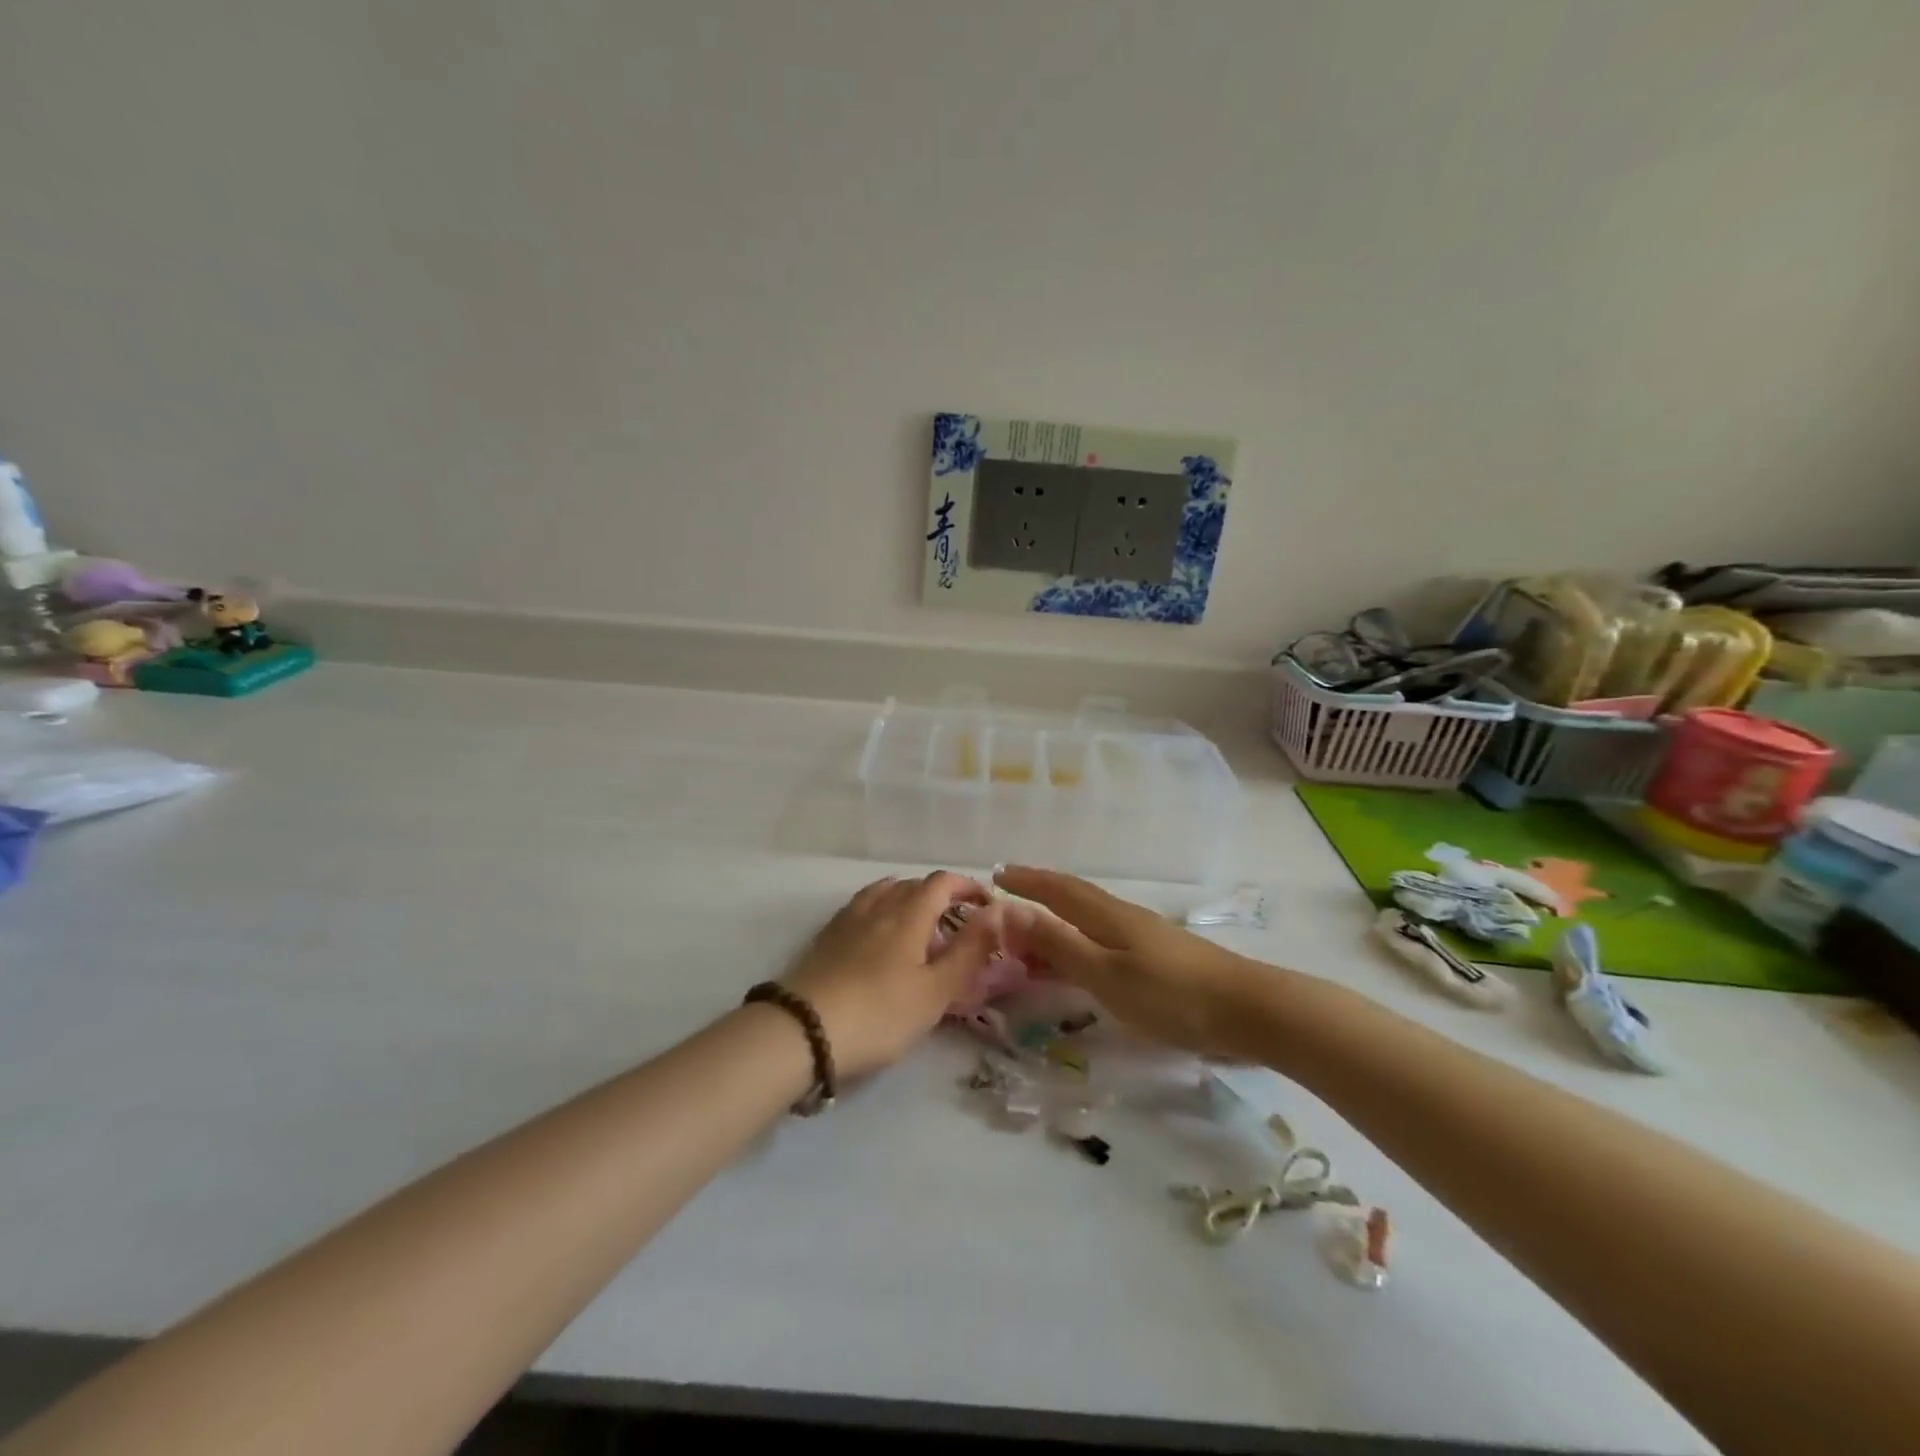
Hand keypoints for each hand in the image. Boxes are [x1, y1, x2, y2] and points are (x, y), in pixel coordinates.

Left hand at [783, 872, 998, 1078]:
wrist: (803, 1030)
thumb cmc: (880, 1013)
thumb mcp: (936, 990)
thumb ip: (969, 950)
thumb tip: (996, 911)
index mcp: (909, 914)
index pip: (943, 882)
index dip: (967, 886)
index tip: (986, 905)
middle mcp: (879, 906)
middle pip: (914, 885)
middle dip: (941, 895)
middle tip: (957, 924)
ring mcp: (848, 919)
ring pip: (884, 892)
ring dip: (908, 899)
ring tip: (919, 924)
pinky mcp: (826, 937)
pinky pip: (861, 907)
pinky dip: (881, 909)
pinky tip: (878, 935)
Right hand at [994, 866, 1271, 1057]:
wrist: (1248, 1011)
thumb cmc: (1171, 995)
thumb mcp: (1105, 974)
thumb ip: (1059, 944)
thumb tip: (1011, 910)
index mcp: (1107, 916)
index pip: (1058, 890)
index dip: (1027, 881)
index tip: (997, 873)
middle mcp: (1123, 918)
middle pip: (1074, 898)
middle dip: (1040, 893)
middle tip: (1009, 894)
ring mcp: (1144, 937)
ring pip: (1089, 920)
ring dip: (1058, 919)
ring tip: (1033, 929)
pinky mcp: (1159, 958)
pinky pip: (1104, 940)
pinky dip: (1080, 942)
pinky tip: (1082, 959)